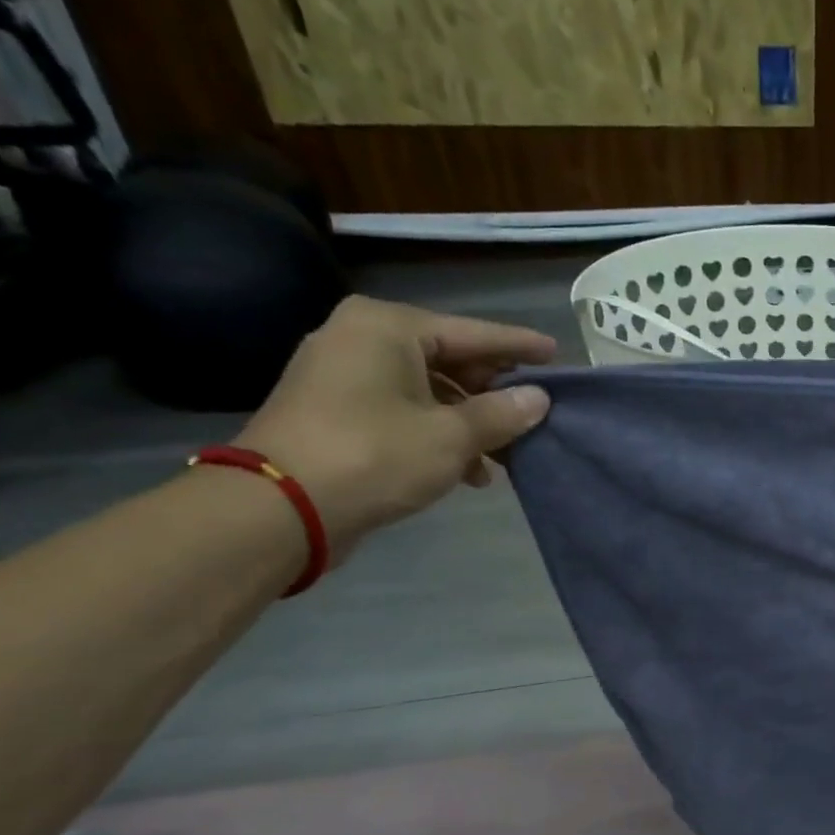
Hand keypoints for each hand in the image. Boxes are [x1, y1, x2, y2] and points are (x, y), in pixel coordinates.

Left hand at [234, 296, 555, 555]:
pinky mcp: (335, 411)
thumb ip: (502, 414)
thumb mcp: (452, 437)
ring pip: (429, 390)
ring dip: (470, 422)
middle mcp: (360, 339)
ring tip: (505, 455)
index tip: (555, 354)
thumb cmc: (374, 456)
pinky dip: (439, 434)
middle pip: (449, 359)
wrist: (280, 508)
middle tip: (533, 410)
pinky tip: (469, 470)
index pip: (472, 332)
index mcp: (387, 327)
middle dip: (493, 392)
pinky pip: (404, 410)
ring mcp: (342, 376)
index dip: (518, 346)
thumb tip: (539, 398)